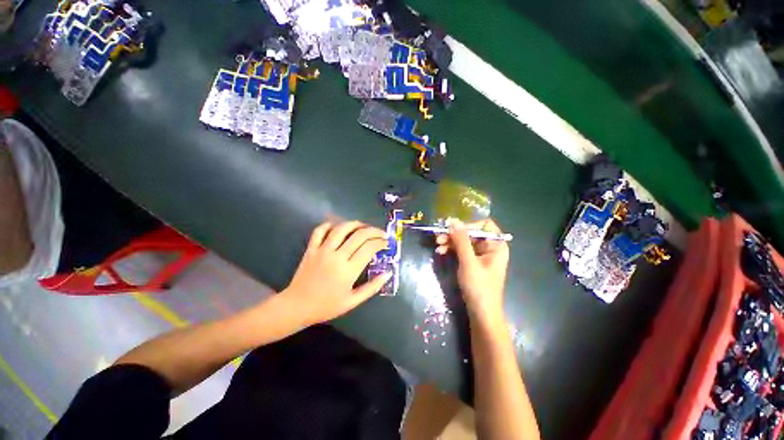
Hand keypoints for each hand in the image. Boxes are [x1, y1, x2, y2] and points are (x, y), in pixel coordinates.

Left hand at [280, 221, 391, 326]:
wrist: (296, 307)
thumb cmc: (326, 306)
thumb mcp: (352, 302)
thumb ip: (372, 287)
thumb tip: (387, 273)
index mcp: (348, 270)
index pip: (369, 248)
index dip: (380, 242)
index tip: (386, 243)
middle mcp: (337, 256)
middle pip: (359, 235)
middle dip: (373, 231)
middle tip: (380, 233)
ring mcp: (322, 250)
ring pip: (341, 229)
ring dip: (355, 224)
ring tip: (363, 226)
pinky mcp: (311, 249)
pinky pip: (320, 230)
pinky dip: (329, 225)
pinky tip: (337, 226)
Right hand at [436, 219, 509, 325]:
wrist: (482, 314)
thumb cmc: (479, 288)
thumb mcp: (468, 262)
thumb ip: (461, 240)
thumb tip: (453, 220)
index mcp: (496, 245)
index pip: (484, 225)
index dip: (469, 225)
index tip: (453, 229)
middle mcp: (490, 248)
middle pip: (471, 233)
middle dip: (455, 234)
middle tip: (438, 237)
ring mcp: (481, 256)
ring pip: (464, 241)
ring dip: (450, 242)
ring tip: (437, 245)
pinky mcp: (473, 263)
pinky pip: (462, 251)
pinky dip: (452, 250)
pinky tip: (441, 252)